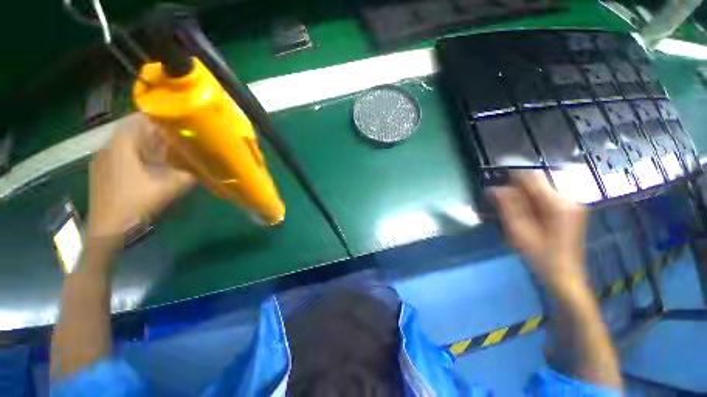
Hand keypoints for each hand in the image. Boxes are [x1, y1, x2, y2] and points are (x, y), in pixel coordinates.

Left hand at [87, 114, 195, 238]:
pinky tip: (150, 167)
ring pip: (128, 143)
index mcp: (122, 145)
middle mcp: (109, 146)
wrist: (107, 229)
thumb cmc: (136, 203)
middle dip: (156, 133)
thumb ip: (189, 174)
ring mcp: (102, 159)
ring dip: (148, 145)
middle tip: (178, 138)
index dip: (158, 117)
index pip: (138, 118)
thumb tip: (205, 166)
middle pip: (134, 131)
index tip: (178, 121)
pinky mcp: (101, 171)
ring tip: (167, 152)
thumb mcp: (170, 187)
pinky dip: (138, 155)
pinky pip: (121, 154)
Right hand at [489, 171, 587, 287]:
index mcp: (557, 204)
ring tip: (517, 216)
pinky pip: (547, 197)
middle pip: (537, 183)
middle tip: (505, 208)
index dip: (511, 179)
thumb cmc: (540, 256)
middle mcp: (568, 199)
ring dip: (525, 197)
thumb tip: (494, 189)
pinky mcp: (572, 209)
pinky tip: (529, 217)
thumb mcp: (519, 232)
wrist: (564, 275)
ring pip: (541, 189)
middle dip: (518, 191)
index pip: (531, 177)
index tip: (497, 190)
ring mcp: (573, 204)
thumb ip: (507, 207)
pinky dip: (534, 202)